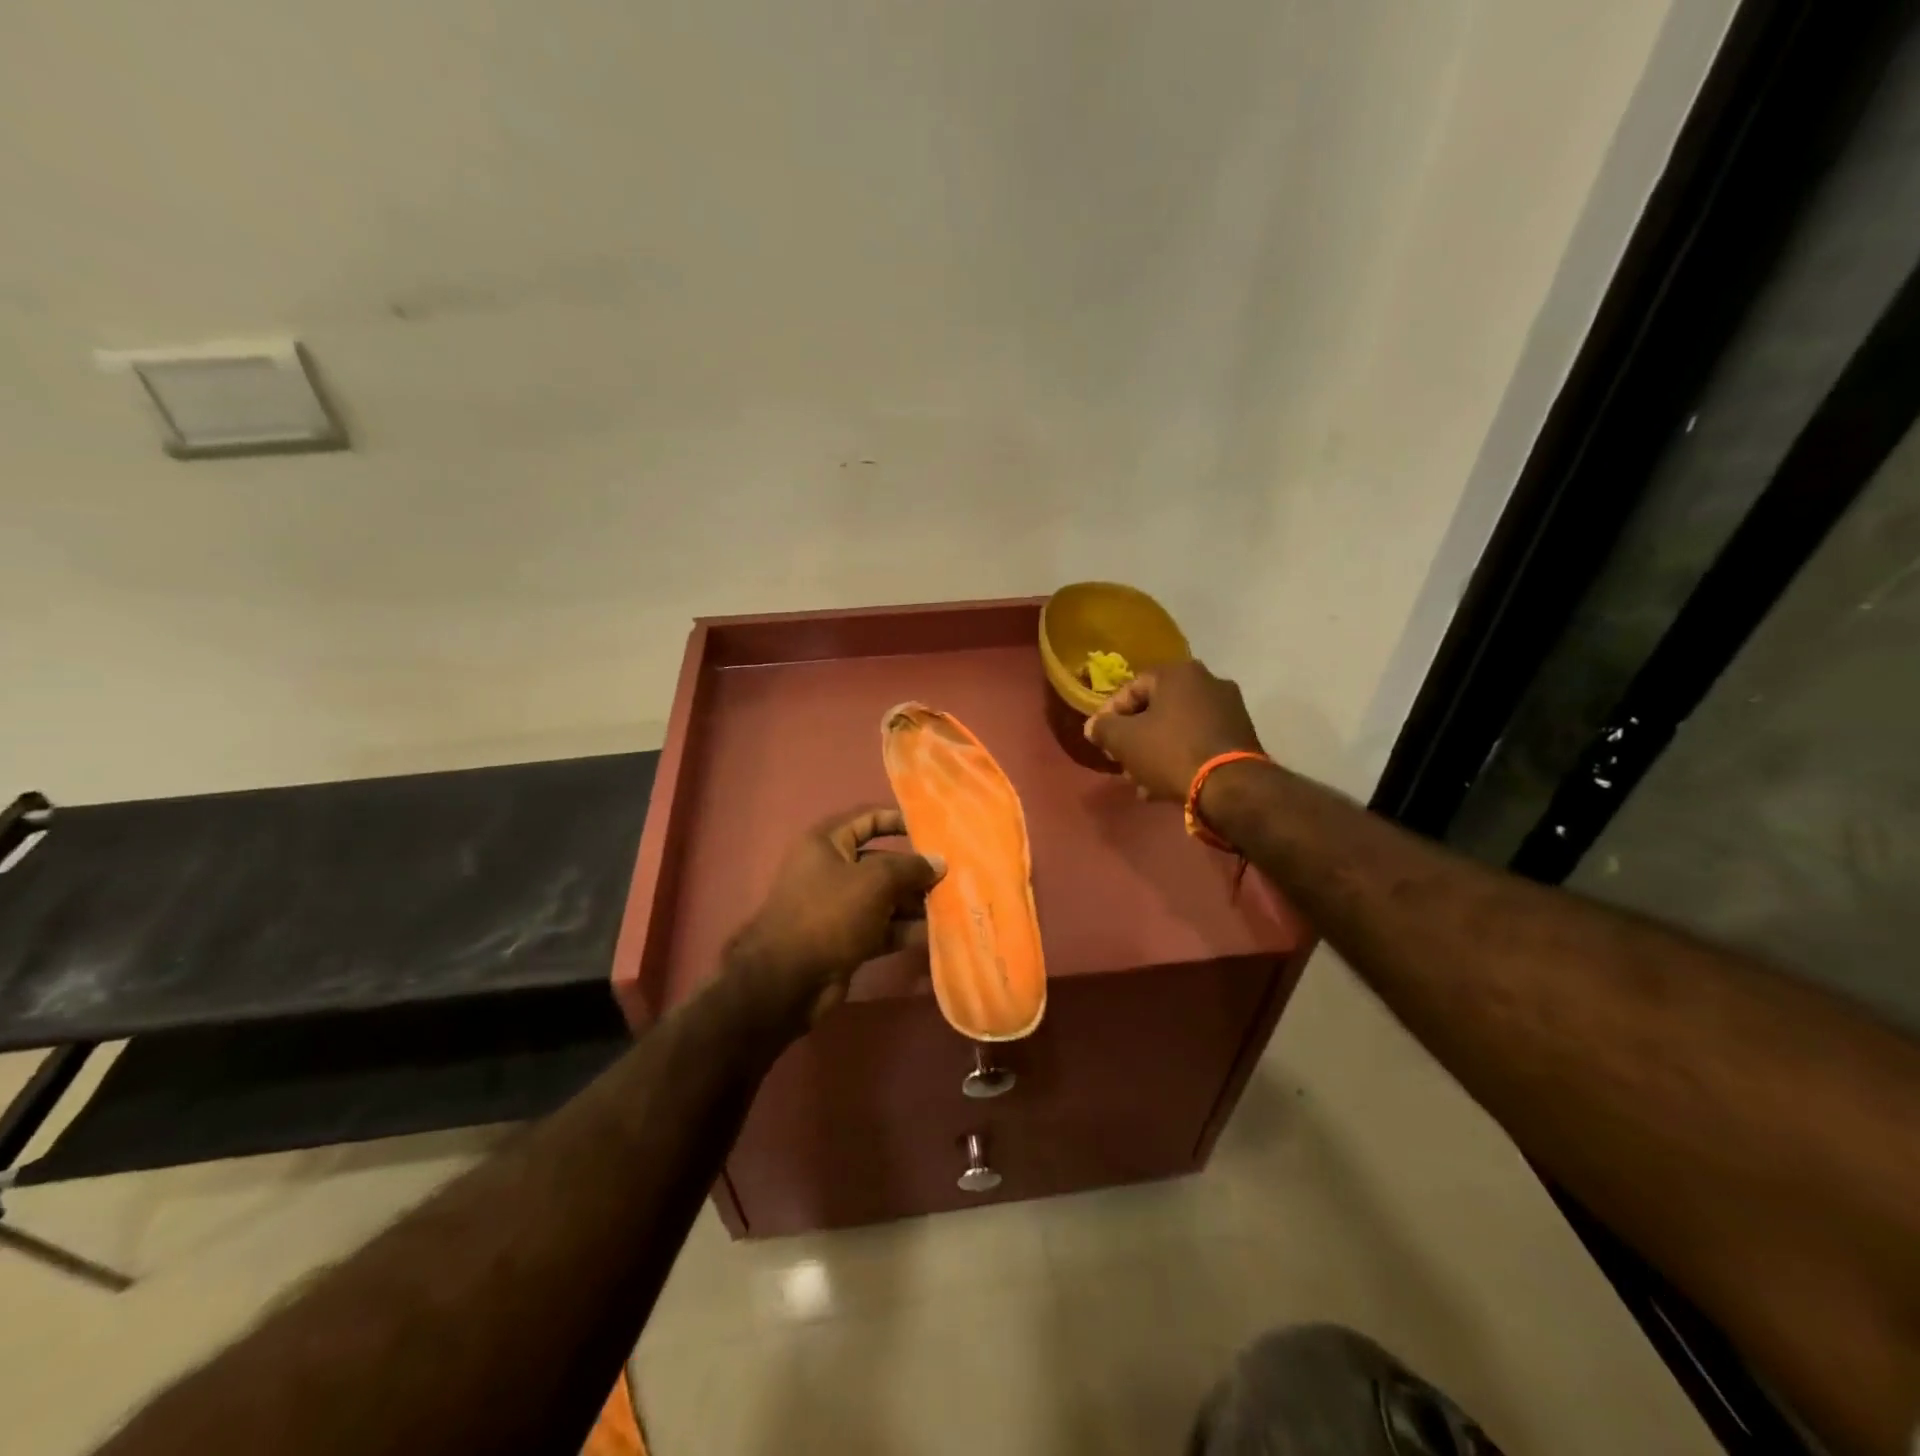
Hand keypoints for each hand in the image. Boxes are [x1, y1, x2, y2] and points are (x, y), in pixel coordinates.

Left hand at [727, 806, 945, 1026]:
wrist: (787, 979)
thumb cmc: (829, 913)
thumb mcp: (874, 881)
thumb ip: (910, 867)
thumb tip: (939, 863)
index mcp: (826, 843)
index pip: (867, 819)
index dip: (898, 820)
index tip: (933, 829)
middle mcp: (831, 870)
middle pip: (881, 862)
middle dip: (915, 870)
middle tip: (953, 876)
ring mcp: (838, 907)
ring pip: (885, 898)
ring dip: (915, 902)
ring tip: (952, 905)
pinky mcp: (846, 940)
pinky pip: (882, 927)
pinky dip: (904, 929)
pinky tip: (936, 932)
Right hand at [1084, 659, 1264, 801]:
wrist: (1230, 786)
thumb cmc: (1170, 752)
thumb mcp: (1124, 740)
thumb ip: (1102, 728)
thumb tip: (1094, 726)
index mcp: (1179, 673)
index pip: (1132, 688)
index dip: (1109, 715)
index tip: (1100, 740)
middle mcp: (1208, 681)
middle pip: (1156, 709)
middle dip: (1134, 738)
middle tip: (1121, 761)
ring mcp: (1229, 708)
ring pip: (1177, 728)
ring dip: (1154, 752)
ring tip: (1141, 781)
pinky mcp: (1242, 735)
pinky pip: (1198, 741)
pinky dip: (1179, 757)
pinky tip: (1164, 785)